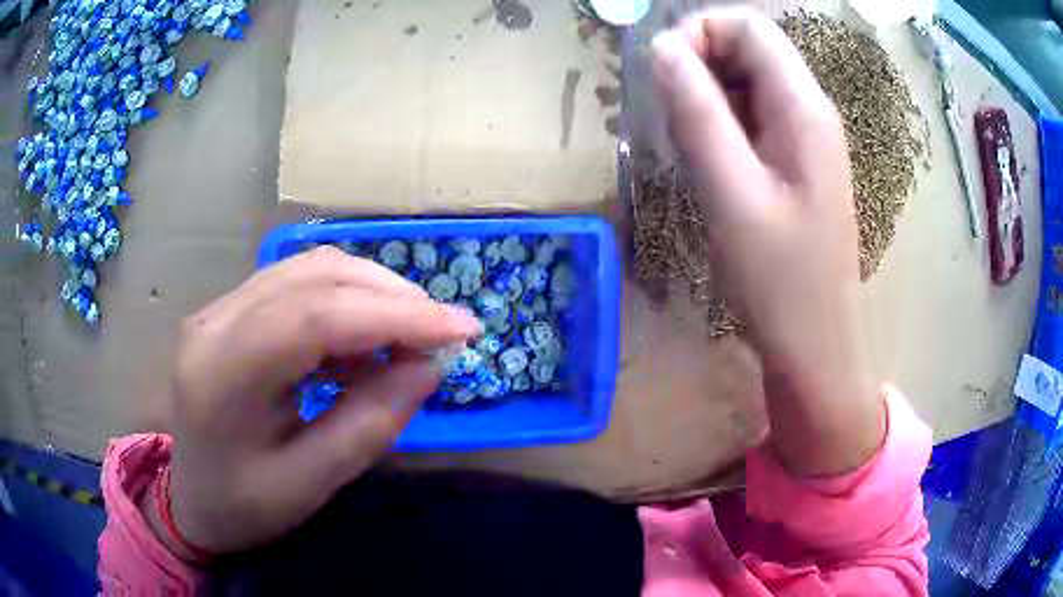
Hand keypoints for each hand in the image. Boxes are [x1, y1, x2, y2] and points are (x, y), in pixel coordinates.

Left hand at [151, 247, 479, 553]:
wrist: (192, 500)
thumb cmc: (246, 508)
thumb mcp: (312, 484)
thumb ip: (372, 423)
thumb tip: (431, 363)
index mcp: (221, 376)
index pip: (314, 317)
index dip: (395, 315)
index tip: (462, 329)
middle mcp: (213, 323)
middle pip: (313, 277)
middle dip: (391, 296)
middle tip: (442, 332)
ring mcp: (217, 309)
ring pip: (308, 269)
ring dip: (371, 291)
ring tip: (410, 332)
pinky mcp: (229, 310)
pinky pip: (296, 284)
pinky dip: (345, 300)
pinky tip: (364, 336)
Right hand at [651, 8, 883, 475]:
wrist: (814, 342)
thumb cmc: (777, 278)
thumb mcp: (728, 190)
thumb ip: (696, 110)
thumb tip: (662, 48)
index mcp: (803, 107)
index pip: (747, 25)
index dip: (698, 32)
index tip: (662, 73)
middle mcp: (810, 110)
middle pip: (749, 48)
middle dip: (699, 63)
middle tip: (668, 114)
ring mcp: (806, 137)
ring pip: (748, 82)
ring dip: (707, 96)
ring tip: (686, 145)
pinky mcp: (797, 162)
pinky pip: (754, 116)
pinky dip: (721, 123)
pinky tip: (709, 164)